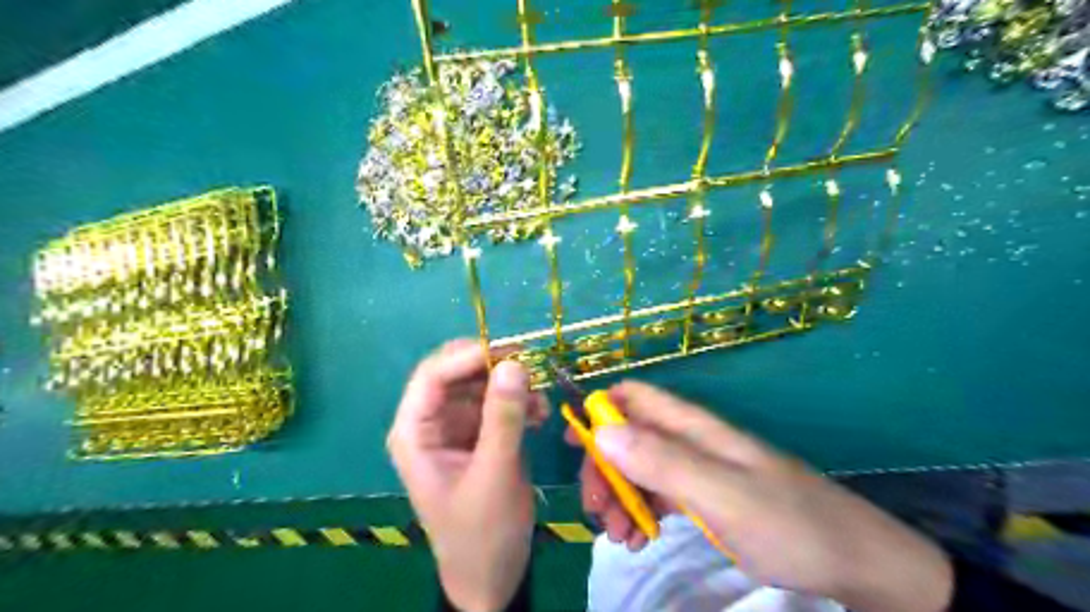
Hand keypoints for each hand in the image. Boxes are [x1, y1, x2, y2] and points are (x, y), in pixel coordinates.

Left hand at [387, 340, 550, 611]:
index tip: (510, 351)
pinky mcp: (478, 435)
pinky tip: (540, 415)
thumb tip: (514, 363)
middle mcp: (431, 424)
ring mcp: (456, 428)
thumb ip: (503, 417)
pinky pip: (496, 404)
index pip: (432, 376)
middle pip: (456, 375)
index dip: (467, 356)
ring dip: (511, 387)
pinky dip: (518, 403)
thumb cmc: (483, 531)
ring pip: (480, 386)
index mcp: (415, 433)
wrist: (493, 574)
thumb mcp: (495, 473)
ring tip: (541, 401)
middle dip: (493, 368)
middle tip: (530, 366)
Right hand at [573, 381, 949, 610]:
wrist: (852, 560)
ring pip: (640, 468)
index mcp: (693, 427)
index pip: (634, 397)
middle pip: (629, 436)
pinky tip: (640, 540)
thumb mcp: (721, 493)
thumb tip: (602, 430)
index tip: (572, 443)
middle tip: (596, 511)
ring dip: (620, 496)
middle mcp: (690, 441)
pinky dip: (641, 513)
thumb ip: (662, 460)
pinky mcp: (705, 496)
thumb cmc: (788, 521)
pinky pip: (659, 495)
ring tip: (619, 537)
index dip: (599, 409)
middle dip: (604, 468)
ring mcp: (697, 469)